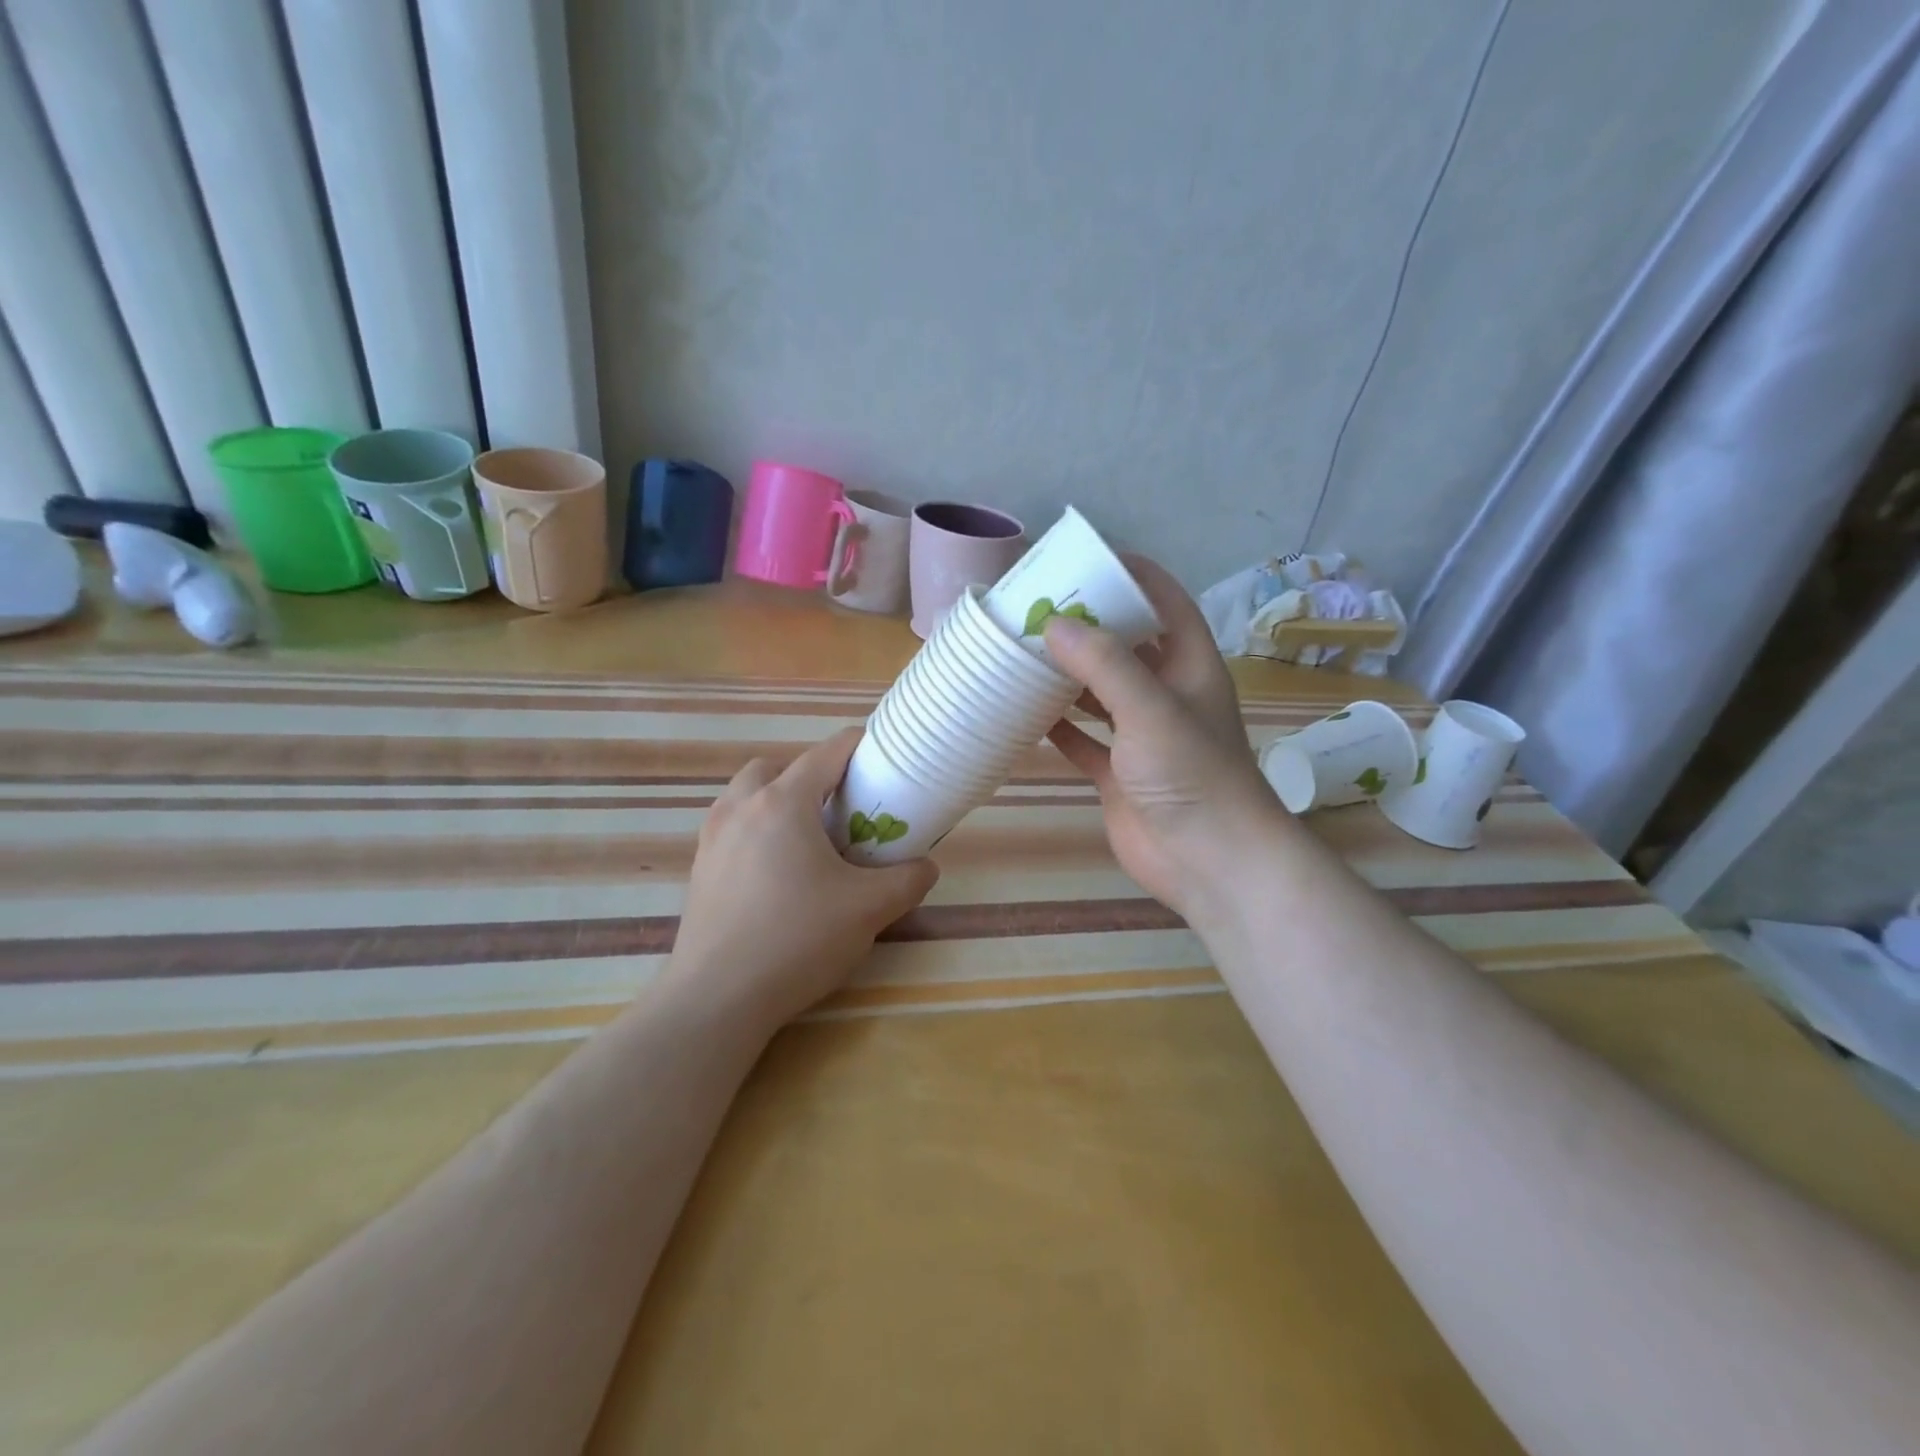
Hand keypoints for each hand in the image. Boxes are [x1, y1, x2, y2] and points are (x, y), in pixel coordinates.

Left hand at [666, 727, 939, 1028]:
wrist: (718, 998)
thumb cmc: (797, 939)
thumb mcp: (869, 909)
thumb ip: (907, 880)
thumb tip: (925, 867)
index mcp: (783, 803)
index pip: (826, 753)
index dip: (858, 746)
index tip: (881, 756)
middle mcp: (741, 808)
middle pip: (776, 767)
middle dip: (809, 775)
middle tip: (838, 808)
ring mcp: (712, 839)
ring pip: (746, 796)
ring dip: (776, 801)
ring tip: (806, 840)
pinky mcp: (699, 870)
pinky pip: (731, 829)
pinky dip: (756, 831)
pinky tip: (777, 875)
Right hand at [1043, 555, 1286, 919]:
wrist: (1210, 861)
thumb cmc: (1192, 775)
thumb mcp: (1151, 708)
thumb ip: (1105, 664)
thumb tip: (1053, 623)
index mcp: (1189, 665)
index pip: (1164, 602)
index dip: (1131, 575)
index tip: (1085, 558)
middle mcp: (1166, 694)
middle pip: (1125, 645)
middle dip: (1087, 624)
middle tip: (1036, 605)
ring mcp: (1141, 736)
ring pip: (1099, 692)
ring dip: (1066, 675)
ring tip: (1022, 651)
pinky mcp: (1119, 773)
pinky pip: (1083, 740)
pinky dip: (1057, 727)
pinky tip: (1023, 712)